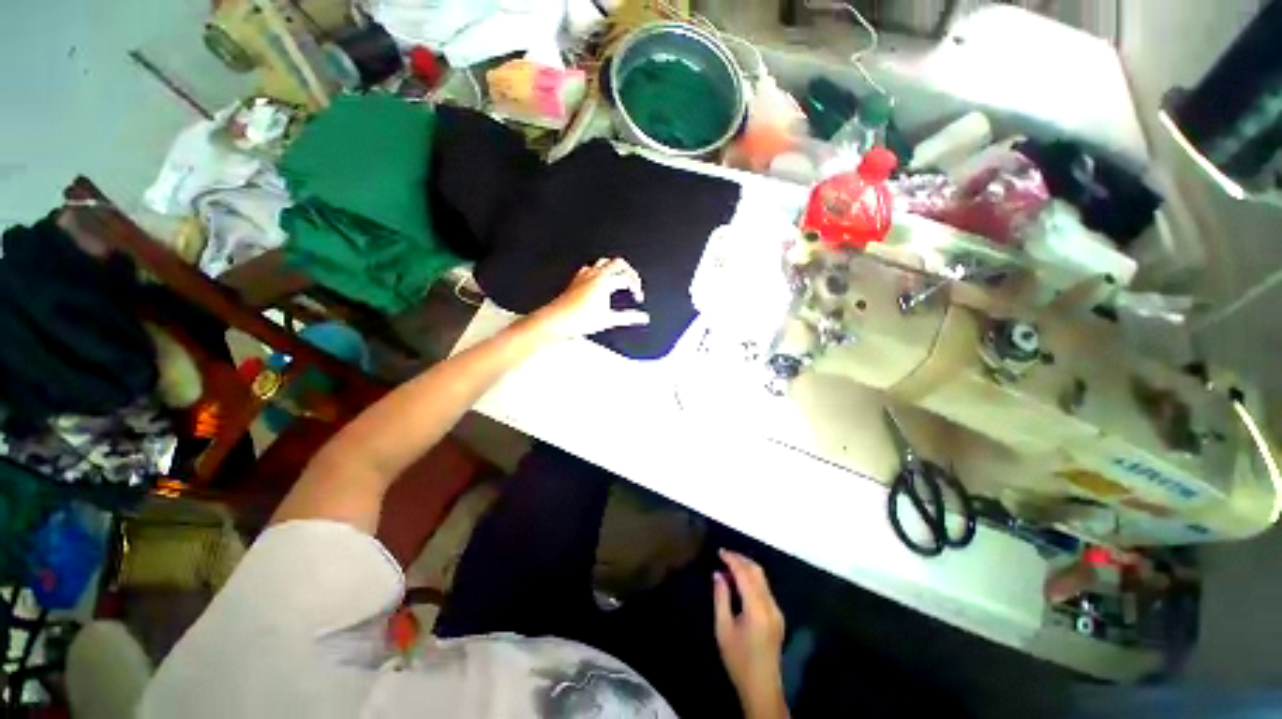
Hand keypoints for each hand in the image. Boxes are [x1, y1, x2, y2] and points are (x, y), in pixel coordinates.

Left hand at [529, 258, 649, 339]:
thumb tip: (643, 317)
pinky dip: (600, 272)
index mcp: (604, 281)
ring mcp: (584, 275)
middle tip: (632, 284)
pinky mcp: (577, 280)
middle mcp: (595, 274)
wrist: (557, 321)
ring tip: (619, 281)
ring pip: (604, 262)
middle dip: (629, 272)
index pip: (627, 278)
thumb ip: (628, 317)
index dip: (636, 287)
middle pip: (618, 263)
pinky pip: (591, 268)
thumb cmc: (579, 320)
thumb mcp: (608, 320)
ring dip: (614, 269)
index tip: (638, 297)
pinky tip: (600, 283)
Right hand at [714, 550, 787, 718]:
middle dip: (741, 560)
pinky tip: (739, 583)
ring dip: (746, 568)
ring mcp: (776, 611)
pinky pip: (764, 589)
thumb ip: (721, 598)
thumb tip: (718, 574)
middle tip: (724, 555)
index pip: (745, 574)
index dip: (732, 559)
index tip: (719, 551)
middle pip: (757, 572)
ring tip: (729, 566)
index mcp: (757, 609)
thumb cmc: (738, 660)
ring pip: (762, 579)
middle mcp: (770, 605)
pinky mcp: (777, 616)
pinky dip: (752, 579)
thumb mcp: (723, 629)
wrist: (762, 688)